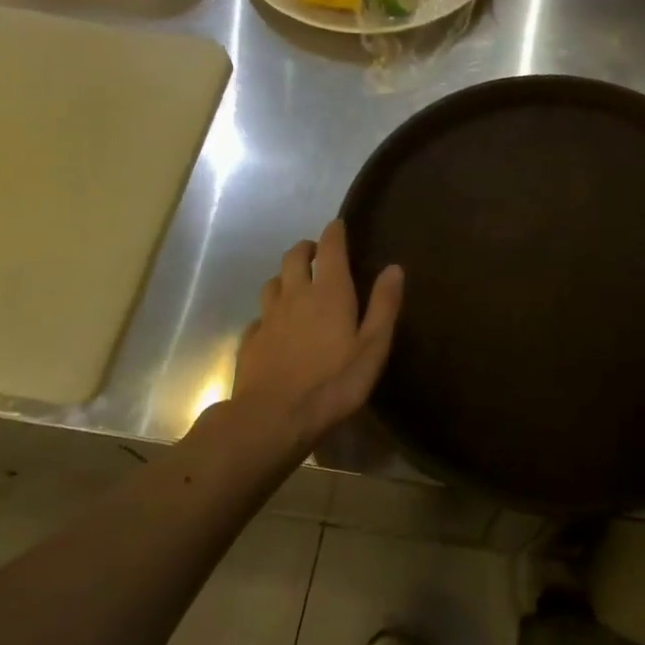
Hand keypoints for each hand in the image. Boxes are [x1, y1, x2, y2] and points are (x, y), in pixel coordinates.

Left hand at [232, 220, 403, 446]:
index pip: (331, 247)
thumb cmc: (334, 382)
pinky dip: (270, 312)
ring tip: (295, 285)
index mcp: (329, 292)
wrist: (274, 418)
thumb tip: (394, 268)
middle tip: (317, 252)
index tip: (338, 225)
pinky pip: (259, 316)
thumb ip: (384, 305)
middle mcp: (295, 295)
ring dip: (285, 277)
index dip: (334, 232)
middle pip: (294, 257)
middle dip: (306, 248)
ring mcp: (268, 318)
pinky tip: (275, 326)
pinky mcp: (251, 341)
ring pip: (273, 283)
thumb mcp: (373, 347)